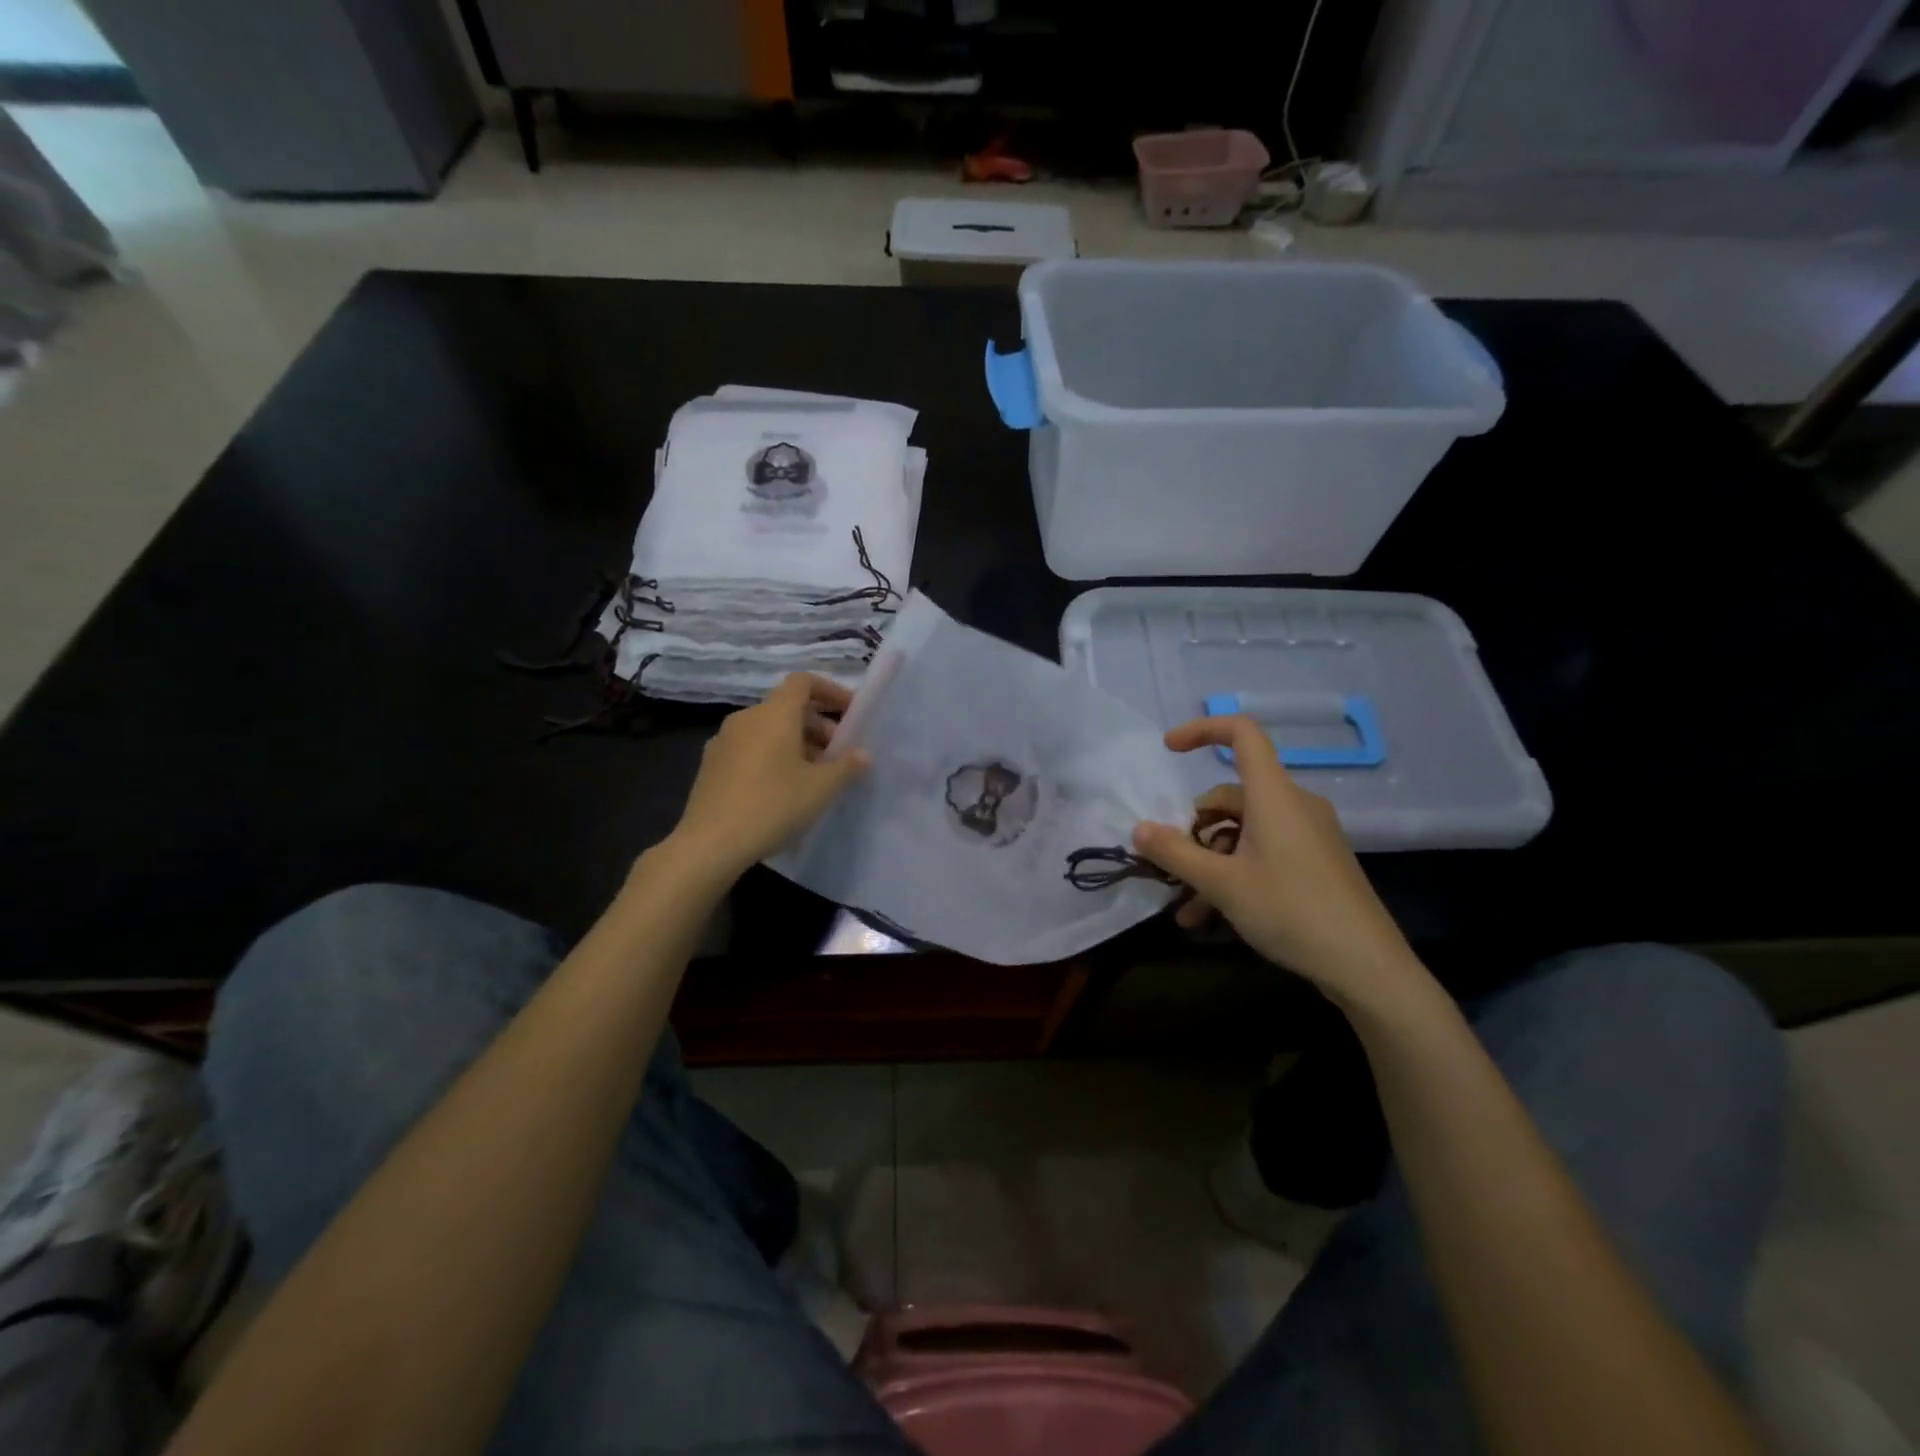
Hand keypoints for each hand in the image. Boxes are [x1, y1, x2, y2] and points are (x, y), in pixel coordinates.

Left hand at [668, 674, 870, 878]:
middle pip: (787, 707)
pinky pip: (750, 747)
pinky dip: (772, 756)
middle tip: (838, 756)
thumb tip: (863, 754)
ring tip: (813, 776)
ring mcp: (723, 740)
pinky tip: (782, 789)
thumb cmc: (773, 806)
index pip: (803, 682)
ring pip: (768, 729)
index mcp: (774, 714)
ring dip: (796, 743)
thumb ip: (846, 767)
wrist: (710, 844)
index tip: (850, 714)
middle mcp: (746, 718)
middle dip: (818, 725)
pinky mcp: (711, 764)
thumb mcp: (820, 789)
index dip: (831, 691)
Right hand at [1132, 715, 1424, 1010]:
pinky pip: (1263, 853)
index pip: (1242, 734)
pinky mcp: (1316, 861)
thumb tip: (1140, 830)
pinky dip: (1235, 874)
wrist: (1367, 966)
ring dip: (1210, 864)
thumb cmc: (1291, 910)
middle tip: (1172, 869)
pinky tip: (1212, 917)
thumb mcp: (1221, 883)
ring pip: (1243, 832)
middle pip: (1231, 796)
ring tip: (1188, 909)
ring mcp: (1308, 834)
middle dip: (1195, 831)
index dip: (1203, 730)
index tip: (1168, 749)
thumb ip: (1175, 853)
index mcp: (1274, 795)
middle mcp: (1293, 805)